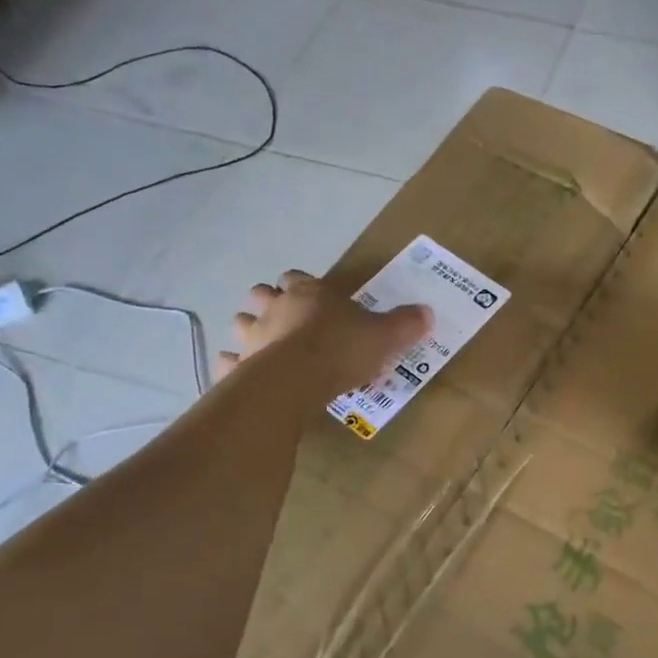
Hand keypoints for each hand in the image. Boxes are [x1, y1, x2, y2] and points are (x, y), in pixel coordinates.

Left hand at [214, 270, 430, 401]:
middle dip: (270, 302)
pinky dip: (234, 365)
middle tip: (288, 319)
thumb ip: (404, 324)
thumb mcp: (384, 336)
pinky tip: (243, 374)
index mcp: (308, 292)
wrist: (295, 381)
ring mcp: (252, 336)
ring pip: (242, 323)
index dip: (303, 285)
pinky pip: (229, 362)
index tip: (314, 296)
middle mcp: (274, 307)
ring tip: (265, 346)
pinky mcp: (238, 366)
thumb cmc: (341, 349)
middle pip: (262, 294)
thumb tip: (428, 312)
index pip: (297, 277)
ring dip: (251, 330)